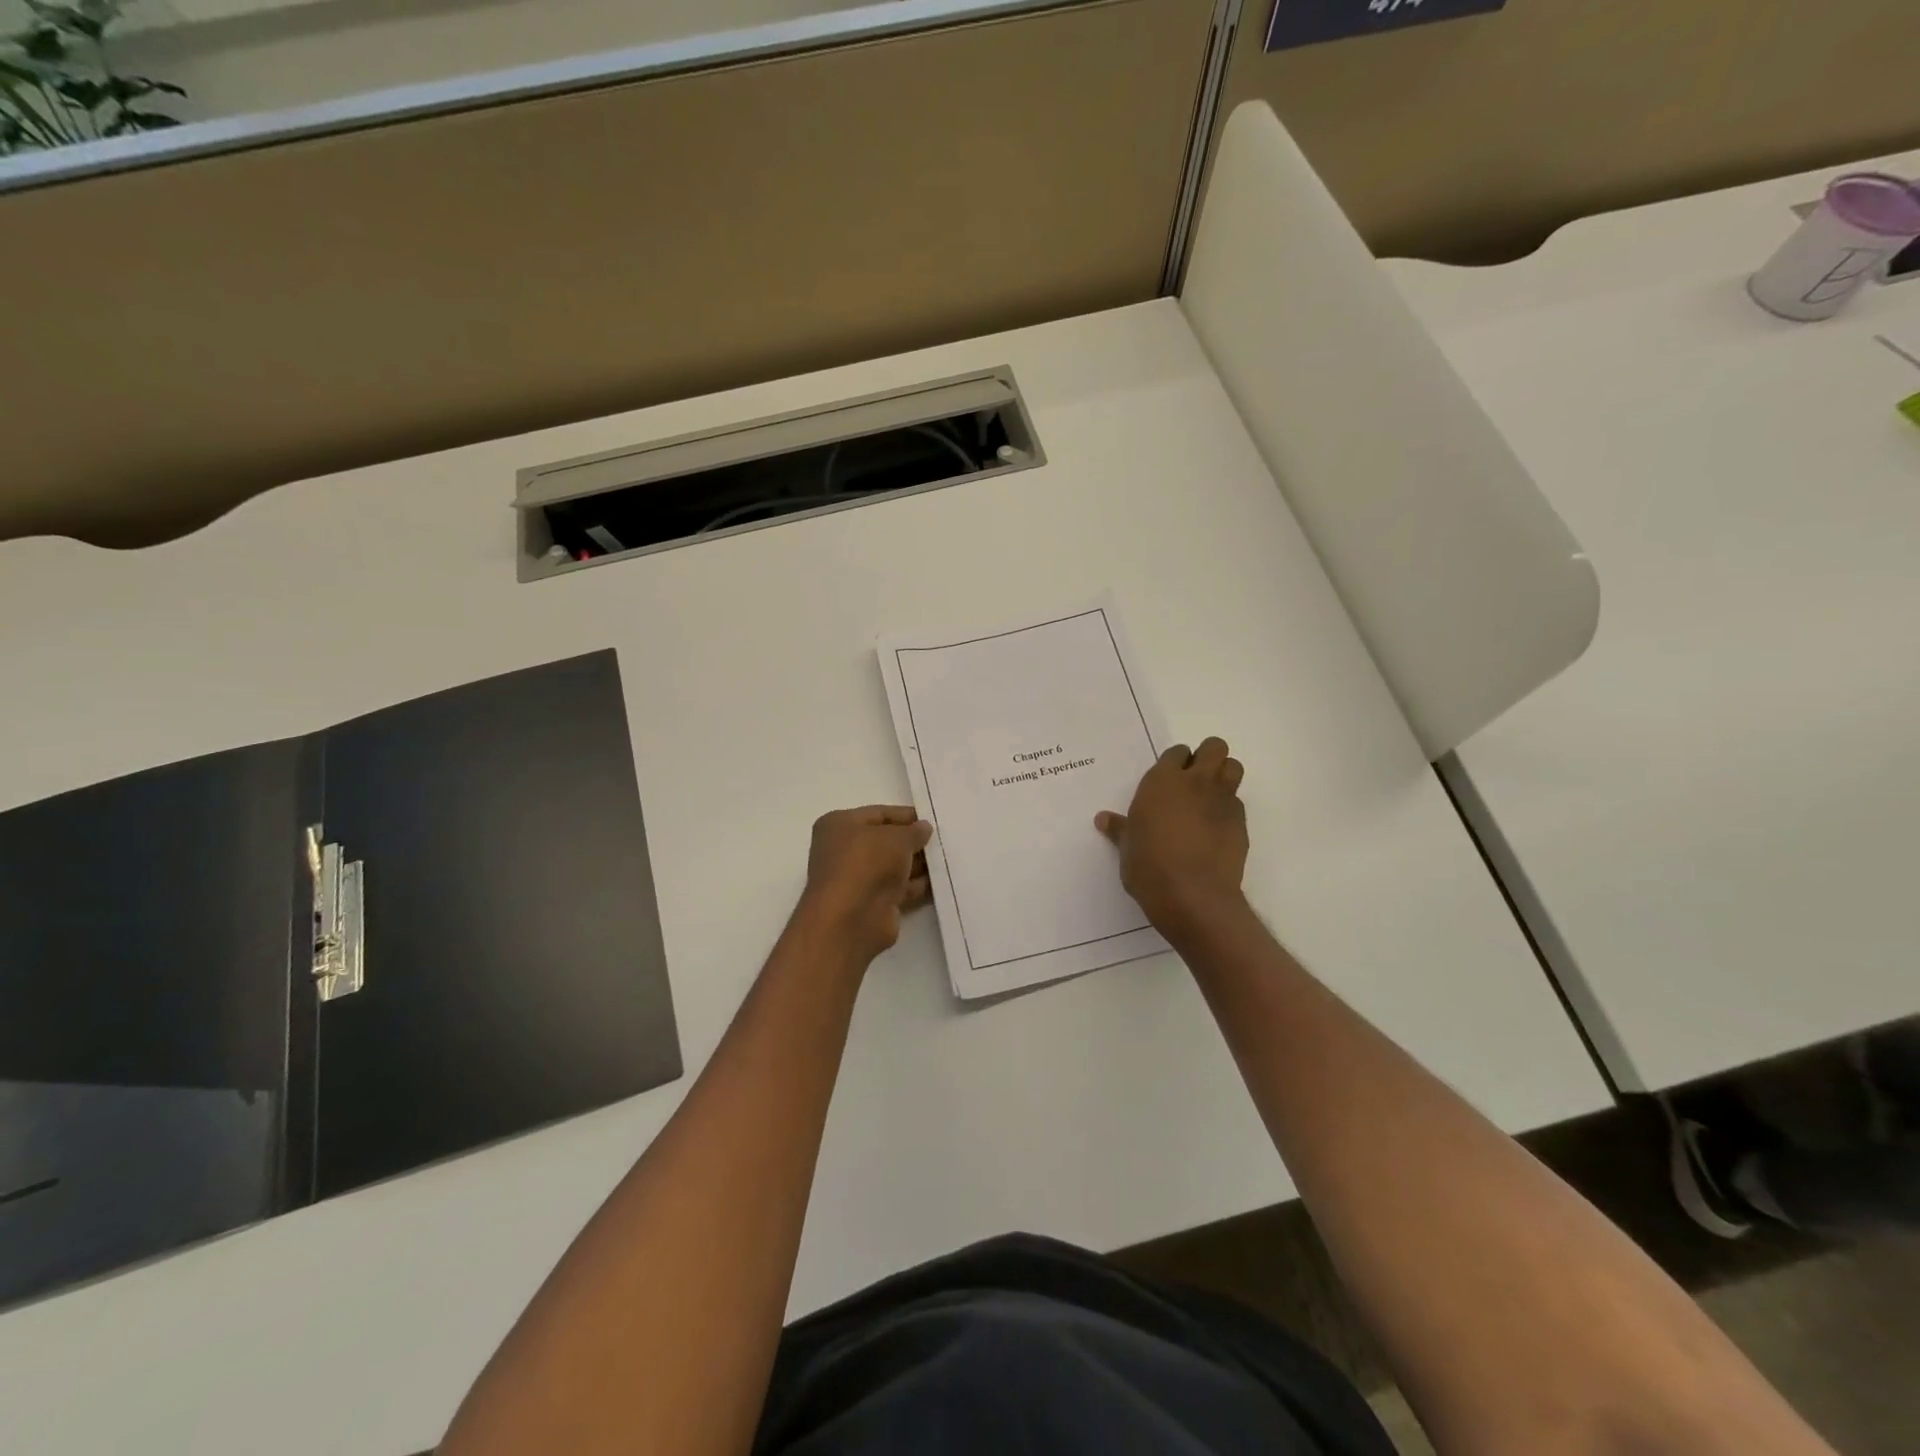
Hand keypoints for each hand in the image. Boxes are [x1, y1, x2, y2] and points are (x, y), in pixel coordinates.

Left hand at [797, 806, 932, 964]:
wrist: (852, 920)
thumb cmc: (867, 864)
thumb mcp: (897, 838)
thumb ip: (914, 831)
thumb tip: (923, 828)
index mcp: (839, 825)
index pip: (879, 814)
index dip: (906, 816)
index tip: (933, 820)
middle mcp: (844, 851)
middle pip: (886, 841)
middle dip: (913, 841)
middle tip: (944, 840)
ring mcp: (857, 879)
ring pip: (893, 866)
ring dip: (918, 864)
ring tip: (948, 859)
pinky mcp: (871, 904)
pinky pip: (899, 888)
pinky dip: (917, 885)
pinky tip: (941, 881)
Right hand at [1096, 738, 1248, 935]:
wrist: (1193, 896)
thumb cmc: (1149, 867)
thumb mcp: (1127, 848)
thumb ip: (1120, 829)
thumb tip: (1103, 820)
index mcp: (1162, 782)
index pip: (1176, 753)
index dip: (1175, 763)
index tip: (1169, 780)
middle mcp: (1195, 782)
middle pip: (1214, 747)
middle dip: (1208, 757)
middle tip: (1194, 780)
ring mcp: (1222, 801)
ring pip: (1233, 768)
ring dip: (1224, 776)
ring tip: (1209, 798)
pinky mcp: (1240, 823)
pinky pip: (1237, 803)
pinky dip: (1228, 809)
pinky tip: (1216, 830)